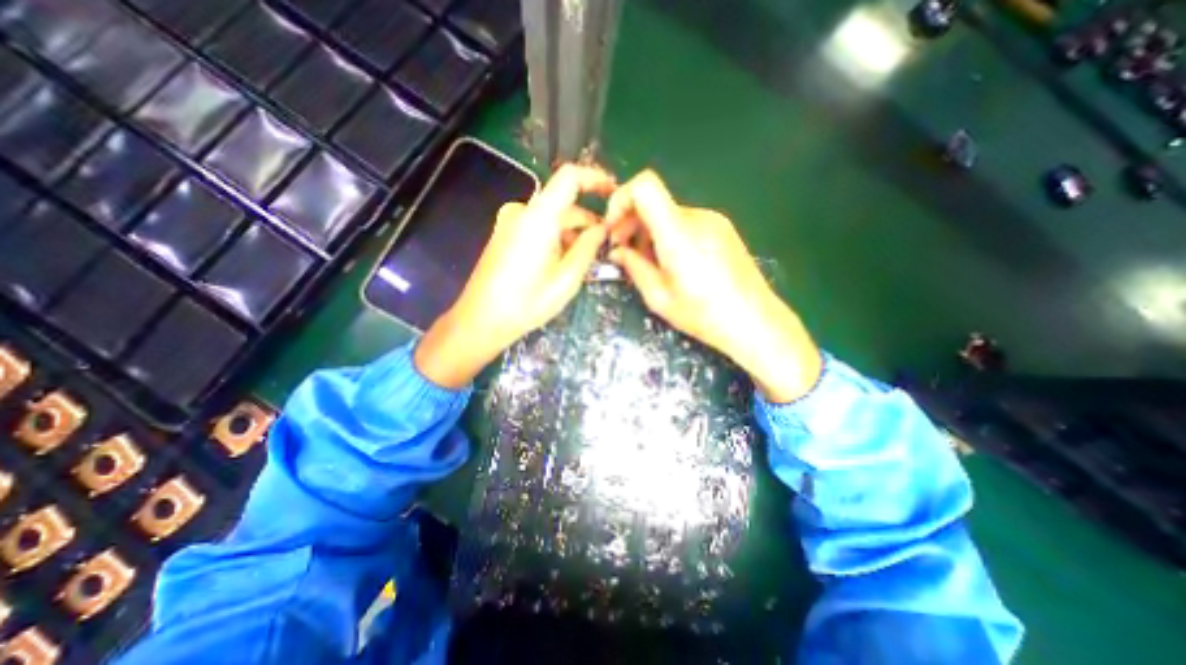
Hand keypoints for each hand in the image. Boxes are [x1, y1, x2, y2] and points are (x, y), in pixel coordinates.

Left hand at [416, 164, 615, 389]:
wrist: (481, 320)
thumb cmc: (526, 303)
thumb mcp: (566, 279)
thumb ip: (588, 248)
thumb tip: (602, 228)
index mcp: (537, 217)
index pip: (569, 177)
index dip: (595, 179)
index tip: (614, 194)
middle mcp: (521, 211)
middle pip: (563, 203)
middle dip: (588, 220)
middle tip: (608, 243)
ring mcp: (509, 221)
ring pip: (551, 217)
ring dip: (572, 232)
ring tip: (589, 257)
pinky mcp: (504, 233)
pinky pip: (538, 226)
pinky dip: (555, 236)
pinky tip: (565, 260)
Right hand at [605, 170, 822, 400]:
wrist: (755, 321)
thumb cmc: (704, 315)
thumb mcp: (659, 298)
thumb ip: (634, 268)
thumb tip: (617, 252)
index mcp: (678, 234)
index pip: (645, 186)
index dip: (621, 199)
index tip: (613, 228)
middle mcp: (697, 217)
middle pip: (653, 201)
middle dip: (630, 223)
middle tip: (623, 252)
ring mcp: (712, 220)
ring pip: (667, 213)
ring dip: (649, 232)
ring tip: (648, 263)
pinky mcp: (721, 228)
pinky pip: (684, 222)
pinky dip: (667, 235)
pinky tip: (671, 262)